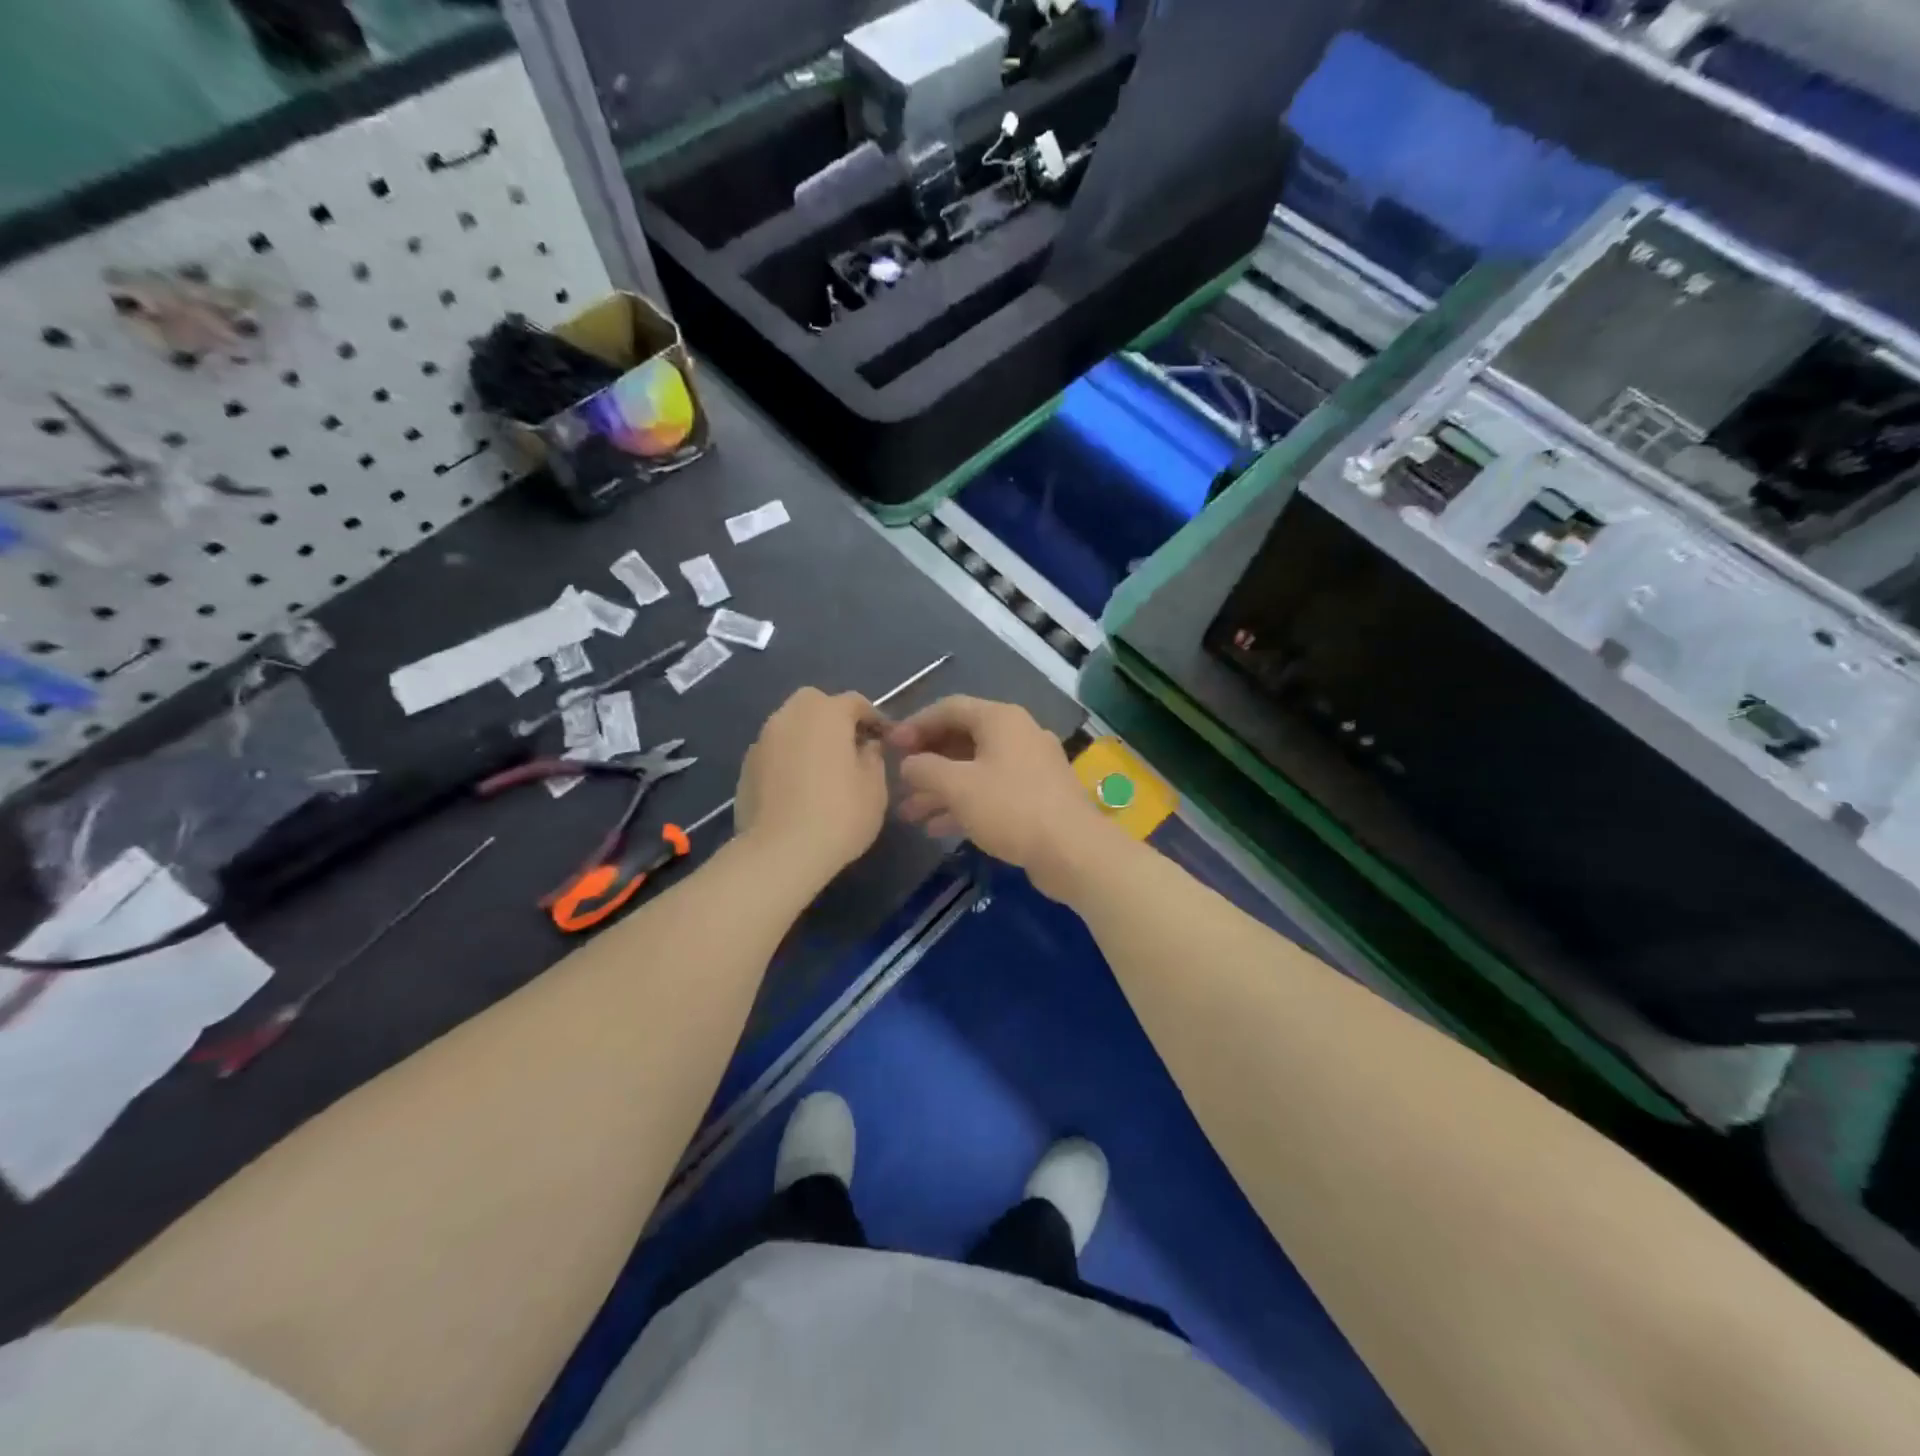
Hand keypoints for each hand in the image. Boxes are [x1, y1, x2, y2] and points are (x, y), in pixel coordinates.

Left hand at [734, 688, 887, 884]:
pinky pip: (775, 751)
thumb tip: (866, 746)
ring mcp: (763, 740)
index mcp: (826, 713)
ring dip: (808, 738)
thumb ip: (873, 757)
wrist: (780, 852)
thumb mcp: (875, 787)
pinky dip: (789, 759)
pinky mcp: (745, 767)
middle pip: (815, 704)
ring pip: (791, 726)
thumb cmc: (839, 814)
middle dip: (833, 718)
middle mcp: (790, 716)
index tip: (885, 738)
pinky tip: (798, 788)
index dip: (873, 718)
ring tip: (823, 769)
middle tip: (850, 747)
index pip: (855, 702)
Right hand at [889, 696, 1118, 900]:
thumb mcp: (958, 786)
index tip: (889, 746)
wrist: (1073, 850)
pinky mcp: (1036, 796)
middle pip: (962, 738)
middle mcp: (1017, 735)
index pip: (949, 708)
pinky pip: (991, 791)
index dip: (915, 724)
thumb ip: (925, 768)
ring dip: (941, 788)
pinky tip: (936, 828)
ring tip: (909, 813)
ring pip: (975, 769)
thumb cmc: (1011, 807)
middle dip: (927, 761)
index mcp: (1001, 719)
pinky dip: (964, 804)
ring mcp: (1030, 766)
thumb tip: (908, 763)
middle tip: (898, 779)